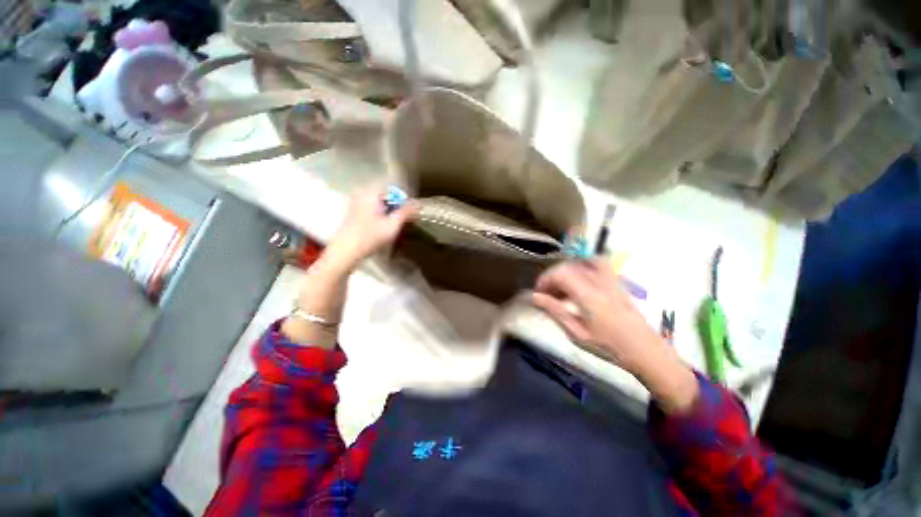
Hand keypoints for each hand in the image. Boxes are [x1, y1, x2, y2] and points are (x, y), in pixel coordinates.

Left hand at [323, 186, 417, 273]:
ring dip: (389, 207)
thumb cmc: (370, 237)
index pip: (392, 186)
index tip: (411, 207)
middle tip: (406, 214)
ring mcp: (356, 201)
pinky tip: (384, 224)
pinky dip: (381, 211)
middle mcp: (362, 193)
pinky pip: (372, 205)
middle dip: (397, 202)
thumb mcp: (392, 225)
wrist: (345, 251)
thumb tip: (418, 203)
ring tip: (397, 220)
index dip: (404, 195)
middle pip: (385, 192)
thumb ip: (405, 212)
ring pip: (378, 200)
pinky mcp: (353, 211)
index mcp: (371, 193)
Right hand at [531, 259, 698, 412]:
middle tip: (547, 293)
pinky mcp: (617, 283)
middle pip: (569, 266)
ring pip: (583, 261)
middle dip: (553, 276)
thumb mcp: (577, 334)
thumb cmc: (609, 348)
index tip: (538, 293)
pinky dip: (582, 268)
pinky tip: (579, 283)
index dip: (545, 279)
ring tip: (561, 287)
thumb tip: (534, 297)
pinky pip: (597, 264)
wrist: (647, 352)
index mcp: (588, 296)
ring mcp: (610, 280)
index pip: (561, 274)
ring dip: (567, 270)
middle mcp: (599, 282)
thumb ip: (555, 311)